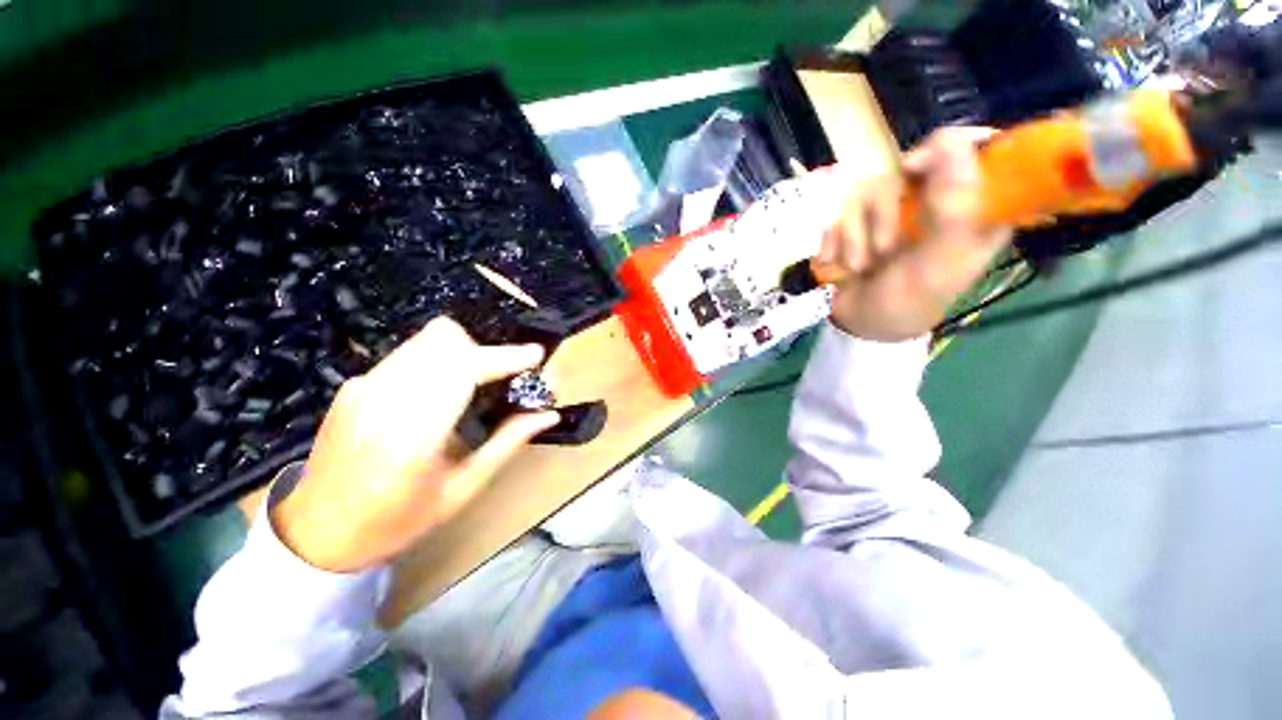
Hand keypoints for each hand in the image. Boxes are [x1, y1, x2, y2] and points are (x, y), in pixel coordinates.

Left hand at [271, 317, 559, 572]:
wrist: (315, 532)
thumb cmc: (395, 521)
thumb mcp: (462, 490)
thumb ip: (507, 443)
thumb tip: (547, 414)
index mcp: (412, 435)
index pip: (464, 370)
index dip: (505, 357)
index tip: (536, 356)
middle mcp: (382, 399)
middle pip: (445, 339)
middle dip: (484, 350)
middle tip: (502, 377)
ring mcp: (363, 386)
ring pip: (426, 339)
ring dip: (462, 351)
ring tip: (474, 383)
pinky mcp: (354, 384)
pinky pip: (409, 352)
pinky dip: (437, 359)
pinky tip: (440, 392)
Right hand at [822, 127, 1013, 341]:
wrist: (860, 325)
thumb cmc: (912, 301)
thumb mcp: (942, 262)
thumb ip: (955, 206)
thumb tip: (952, 141)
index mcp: (973, 206)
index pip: (974, 148)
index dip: (947, 148)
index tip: (915, 170)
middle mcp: (932, 198)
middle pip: (907, 166)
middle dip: (886, 215)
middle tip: (885, 248)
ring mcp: (891, 209)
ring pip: (866, 190)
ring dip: (857, 236)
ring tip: (861, 267)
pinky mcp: (856, 220)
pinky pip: (838, 211)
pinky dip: (835, 241)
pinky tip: (839, 264)